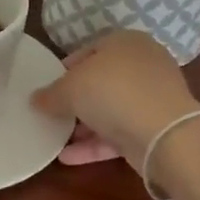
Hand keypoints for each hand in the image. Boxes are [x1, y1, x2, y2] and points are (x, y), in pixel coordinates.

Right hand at [31, 30, 199, 166]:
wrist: (164, 133)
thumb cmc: (112, 92)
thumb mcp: (69, 88)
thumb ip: (50, 94)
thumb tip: (35, 99)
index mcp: (125, 42)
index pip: (89, 51)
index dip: (65, 70)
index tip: (48, 88)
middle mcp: (142, 65)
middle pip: (100, 82)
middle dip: (75, 101)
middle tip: (52, 114)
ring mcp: (152, 98)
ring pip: (110, 110)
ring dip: (83, 126)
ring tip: (55, 139)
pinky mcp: (155, 129)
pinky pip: (119, 134)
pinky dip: (94, 145)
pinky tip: (67, 157)